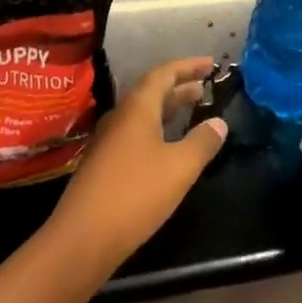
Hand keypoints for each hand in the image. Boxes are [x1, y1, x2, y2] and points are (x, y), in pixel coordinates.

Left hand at [49, 57, 226, 277]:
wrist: (82, 239)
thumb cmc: (135, 195)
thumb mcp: (179, 168)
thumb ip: (202, 142)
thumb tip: (219, 122)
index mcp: (137, 108)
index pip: (164, 73)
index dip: (188, 66)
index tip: (210, 63)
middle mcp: (120, 117)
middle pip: (152, 91)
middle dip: (180, 86)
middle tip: (205, 86)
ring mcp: (108, 141)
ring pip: (143, 113)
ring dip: (168, 108)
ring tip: (192, 110)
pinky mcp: (103, 164)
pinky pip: (135, 133)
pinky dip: (157, 129)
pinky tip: (167, 147)